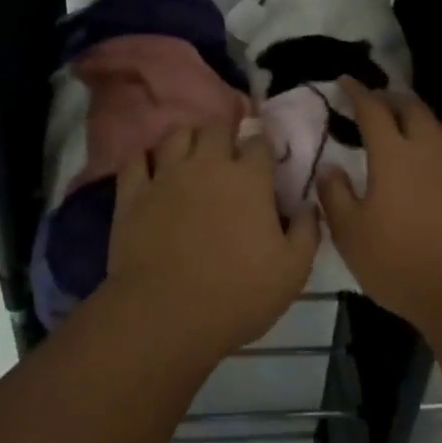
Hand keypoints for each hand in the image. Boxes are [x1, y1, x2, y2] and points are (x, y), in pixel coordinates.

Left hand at [103, 122, 319, 359]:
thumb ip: (307, 231)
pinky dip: (147, 157)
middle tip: (229, 149)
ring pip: (176, 134)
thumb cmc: (239, 294)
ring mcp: (166, 176)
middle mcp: (207, 165)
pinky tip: (153, 168)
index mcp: (250, 179)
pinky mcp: (132, 194)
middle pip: (217, 127)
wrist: (166, 315)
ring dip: (189, 137)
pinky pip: (136, 159)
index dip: (264, 145)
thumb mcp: (293, 270)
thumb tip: (309, 206)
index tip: (265, 156)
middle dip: (226, 131)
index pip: (259, 141)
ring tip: (193, 152)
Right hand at [317, 78, 441, 332]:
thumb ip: (335, 196)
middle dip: (391, 98)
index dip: (357, 92)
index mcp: (394, 155)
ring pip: (438, 126)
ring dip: (418, 118)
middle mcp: (428, 150)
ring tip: (404, 126)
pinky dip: (438, 146)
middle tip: (375, 101)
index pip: (373, 109)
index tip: (345, 81)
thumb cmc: (401, 262)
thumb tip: (329, 167)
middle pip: (412, 108)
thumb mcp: (351, 235)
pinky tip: (433, 164)